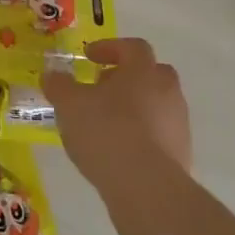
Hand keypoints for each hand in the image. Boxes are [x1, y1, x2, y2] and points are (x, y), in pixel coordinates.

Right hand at [41, 37, 192, 196]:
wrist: (147, 187)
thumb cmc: (106, 132)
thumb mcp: (69, 104)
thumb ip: (59, 85)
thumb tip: (52, 75)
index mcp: (143, 71)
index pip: (132, 47)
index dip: (109, 48)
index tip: (88, 56)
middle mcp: (167, 91)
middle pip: (151, 73)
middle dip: (126, 77)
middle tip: (101, 87)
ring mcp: (178, 124)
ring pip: (156, 104)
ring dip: (133, 107)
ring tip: (106, 123)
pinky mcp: (181, 154)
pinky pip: (159, 133)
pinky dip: (141, 134)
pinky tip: (119, 150)